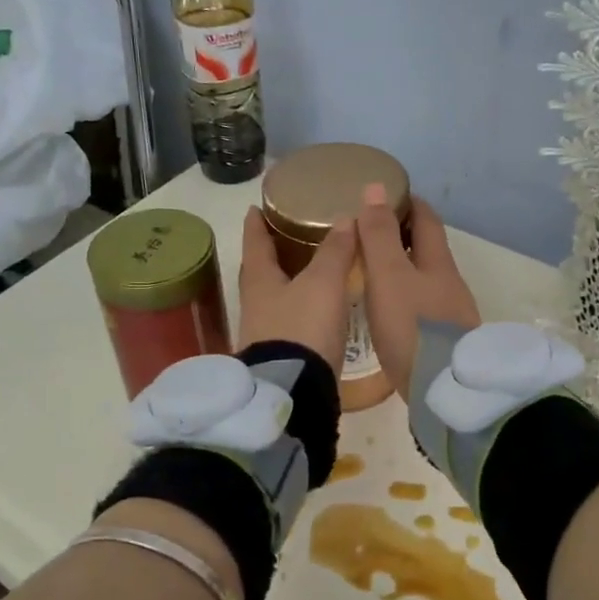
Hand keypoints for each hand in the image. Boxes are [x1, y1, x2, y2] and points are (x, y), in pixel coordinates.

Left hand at [237, 206, 354, 372]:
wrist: (294, 391)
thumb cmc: (303, 328)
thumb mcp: (323, 284)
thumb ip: (334, 251)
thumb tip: (344, 217)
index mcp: (260, 281)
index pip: (254, 243)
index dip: (255, 224)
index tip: (254, 208)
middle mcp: (256, 304)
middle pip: (260, 271)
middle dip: (272, 253)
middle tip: (286, 236)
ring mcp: (264, 332)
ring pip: (274, 297)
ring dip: (287, 283)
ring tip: (308, 270)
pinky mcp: (279, 355)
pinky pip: (287, 320)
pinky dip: (299, 308)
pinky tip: (316, 309)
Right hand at [355, 187, 480, 400]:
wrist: (445, 390)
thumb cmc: (413, 326)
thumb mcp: (389, 275)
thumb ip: (380, 235)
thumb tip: (376, 187)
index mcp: (438, 262)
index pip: (426, 219)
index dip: (407, 203)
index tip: (386, 195)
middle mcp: (450, 284)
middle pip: (428, 249)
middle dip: (404, 235)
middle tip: (371, 232)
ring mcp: (451, 314)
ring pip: (426, 279)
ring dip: (403, 269)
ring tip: (372, 271)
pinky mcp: (445, 342)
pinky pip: (424, 306)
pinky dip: (406, 297)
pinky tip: (389, 311)